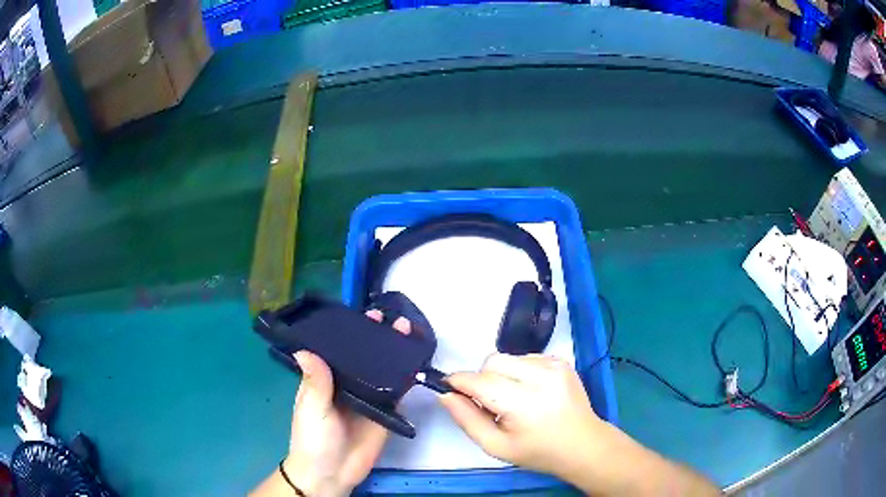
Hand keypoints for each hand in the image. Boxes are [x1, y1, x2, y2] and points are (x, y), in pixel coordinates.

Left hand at [278, 311, 410, 496]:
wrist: (333, 472)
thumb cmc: (314, 437)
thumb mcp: (311, 408)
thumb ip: (315, 382)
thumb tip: (304, 348)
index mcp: (326, 377)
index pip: (340, 349)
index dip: (352, 331)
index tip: (366, 314)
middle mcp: (349, 382)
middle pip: (365, 355)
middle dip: (378, 336)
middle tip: (392, 319)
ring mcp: (370, 396)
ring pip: (383, 368)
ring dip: (394, 351)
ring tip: (408, 330)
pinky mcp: (386, 411)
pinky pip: (398, 390)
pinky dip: (407, 375)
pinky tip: (417, 359)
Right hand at [438, 353, 606, 480]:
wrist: (583, 445)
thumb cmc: (538, 451)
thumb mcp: (496, 446)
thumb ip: (467, 420)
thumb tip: (445, 395)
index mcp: (523, 403)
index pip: (480, 381)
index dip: (459, 382)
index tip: (449, 388)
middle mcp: (541, 377)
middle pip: (492, 361)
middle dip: (482, 379)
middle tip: (489, 403)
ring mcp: (554, 365)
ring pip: (508, 357)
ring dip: (501, 374)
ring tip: (513, 398)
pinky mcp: (562, 361)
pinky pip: (526, 357)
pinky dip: (519, 371)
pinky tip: (530, 391)